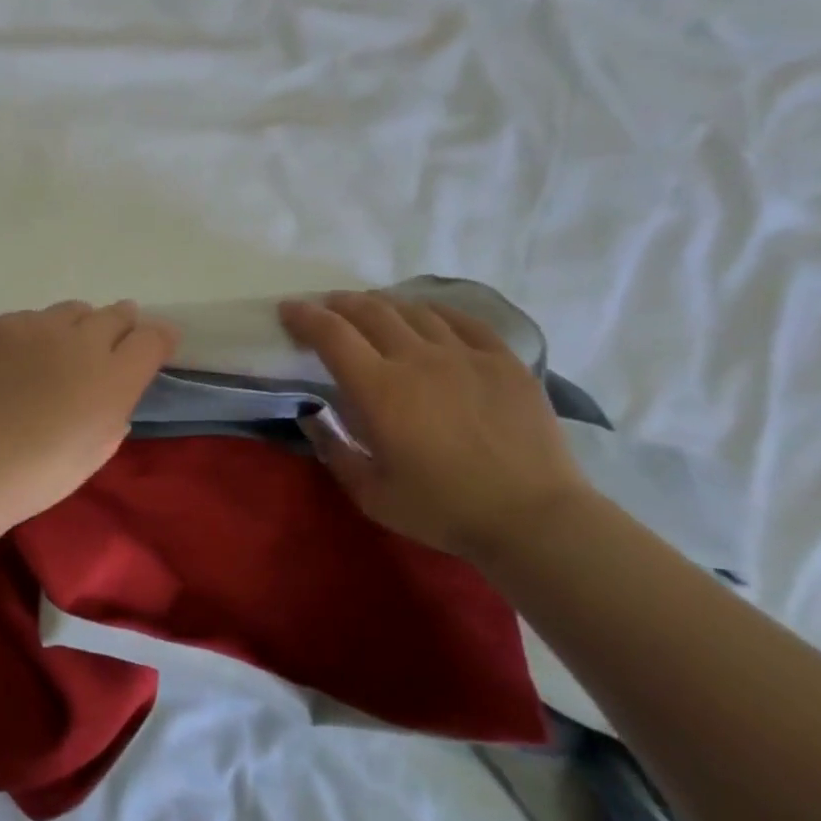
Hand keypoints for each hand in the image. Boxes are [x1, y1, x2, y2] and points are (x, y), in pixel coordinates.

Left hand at [0, 300, 179, 527]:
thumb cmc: (40, 474)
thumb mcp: (98, 450)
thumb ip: (117, 410)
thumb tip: (115, 389)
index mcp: (113, 377)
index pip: (153, 338)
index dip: (159, 339)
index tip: (154, 347)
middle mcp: (80, 340)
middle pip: (115, 314)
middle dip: (121, 325)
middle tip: (111, 343)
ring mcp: (36, 327)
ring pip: (71, 311)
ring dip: (77, 327)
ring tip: (61, 352)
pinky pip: (29, 318)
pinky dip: (35, 334)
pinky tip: (20, 360)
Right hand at [278, 291, 593, 556]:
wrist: (532, 517)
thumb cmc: (441, 509)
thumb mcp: (369, 493)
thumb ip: (334, 450)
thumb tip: (312, 417)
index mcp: (379, 390)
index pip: (332, 335)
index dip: (305, 317)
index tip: (288, 309)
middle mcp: (418, 359)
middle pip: (371, 312)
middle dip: (340, 304)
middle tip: (326, 307)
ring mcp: (466, 355)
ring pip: (415, 311)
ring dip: (384, 305)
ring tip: (372, 310)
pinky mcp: (504, 361)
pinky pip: (464, 321)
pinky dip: (435, 312)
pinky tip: (428, 316)